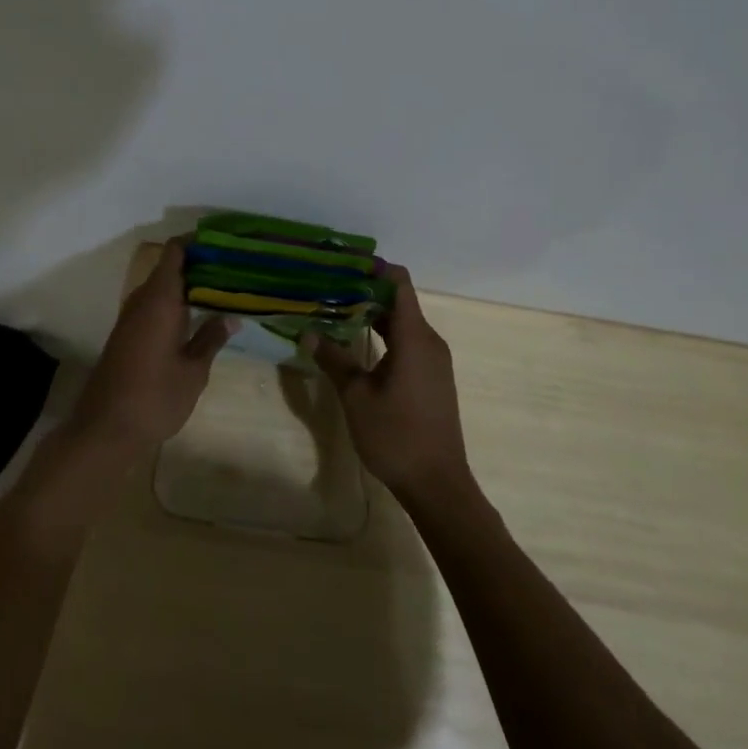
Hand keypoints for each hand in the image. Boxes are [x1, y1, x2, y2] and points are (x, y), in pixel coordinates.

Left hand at [69, 240, 234, 459]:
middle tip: (233, 269)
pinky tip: (195, 318)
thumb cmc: (155, 397)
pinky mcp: (126, 335)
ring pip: (160, 288)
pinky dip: (174, 304)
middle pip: (168, 268)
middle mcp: (141, 301)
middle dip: (198, 265)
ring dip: (186, 286)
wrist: (105, 429)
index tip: (223, 243)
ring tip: (221, 291)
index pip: (174, 252)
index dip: (196, 242)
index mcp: (159, 300)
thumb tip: (231, 317)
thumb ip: (210, 339)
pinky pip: (153, 306)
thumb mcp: (193, 371)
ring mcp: (130, 318)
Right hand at [305, 266, 471, 507]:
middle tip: (328, 289)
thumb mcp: (356, 397)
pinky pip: (409, 342)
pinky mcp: (433, 377)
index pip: (399, 284)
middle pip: (399, 302)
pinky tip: (358, 344)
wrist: (438, 484)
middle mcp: (429, 341)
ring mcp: (434, 360)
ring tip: (336, 312)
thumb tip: (309, 333)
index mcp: (414, 337)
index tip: (343, 264)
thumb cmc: (396, 436)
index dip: (374, 269)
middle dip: (365, 292)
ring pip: (403, 323)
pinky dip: (384, 335)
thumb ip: (334, 360)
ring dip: (373, 315)